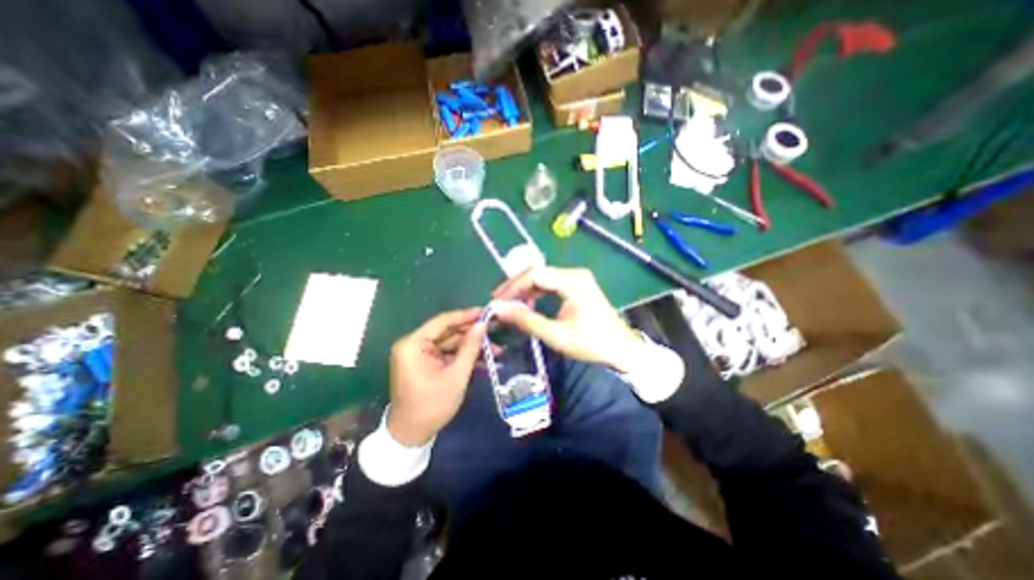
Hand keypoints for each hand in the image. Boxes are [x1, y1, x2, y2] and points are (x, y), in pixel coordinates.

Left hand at [387, 309, 483, 445]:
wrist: (411, 435)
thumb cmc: (432, 405)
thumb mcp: (456, 375)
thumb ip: (470, 348)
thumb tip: (482, 325)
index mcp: (413, 344)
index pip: (443, 321)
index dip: (466, 316)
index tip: (486, 312)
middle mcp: (413, 344)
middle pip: (448, 332)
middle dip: (472, 333)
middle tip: (495, 329)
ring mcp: (419, 354)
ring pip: (450, 343)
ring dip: (471, 346)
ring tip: (496, 348)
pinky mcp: (425, 363)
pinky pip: (447, 354)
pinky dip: (463, 356)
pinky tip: (483, 359)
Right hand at [492, 266, 643, 371]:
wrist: (621, 348)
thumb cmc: (591, 343)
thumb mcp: (556, 335)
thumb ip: (527, 320)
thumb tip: (500, 310)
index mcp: (573, 281)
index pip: (535, 274)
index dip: (513, 286)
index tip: (497, 299)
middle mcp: (575, 274)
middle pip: (538, 272)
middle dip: (516, 286)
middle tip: (499, 301)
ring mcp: (577, 278)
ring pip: (543, 277)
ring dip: (525, 289)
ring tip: (510, 304)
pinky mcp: (577, 285)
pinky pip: (551, 283)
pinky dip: (536, 292)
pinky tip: (528, 303)